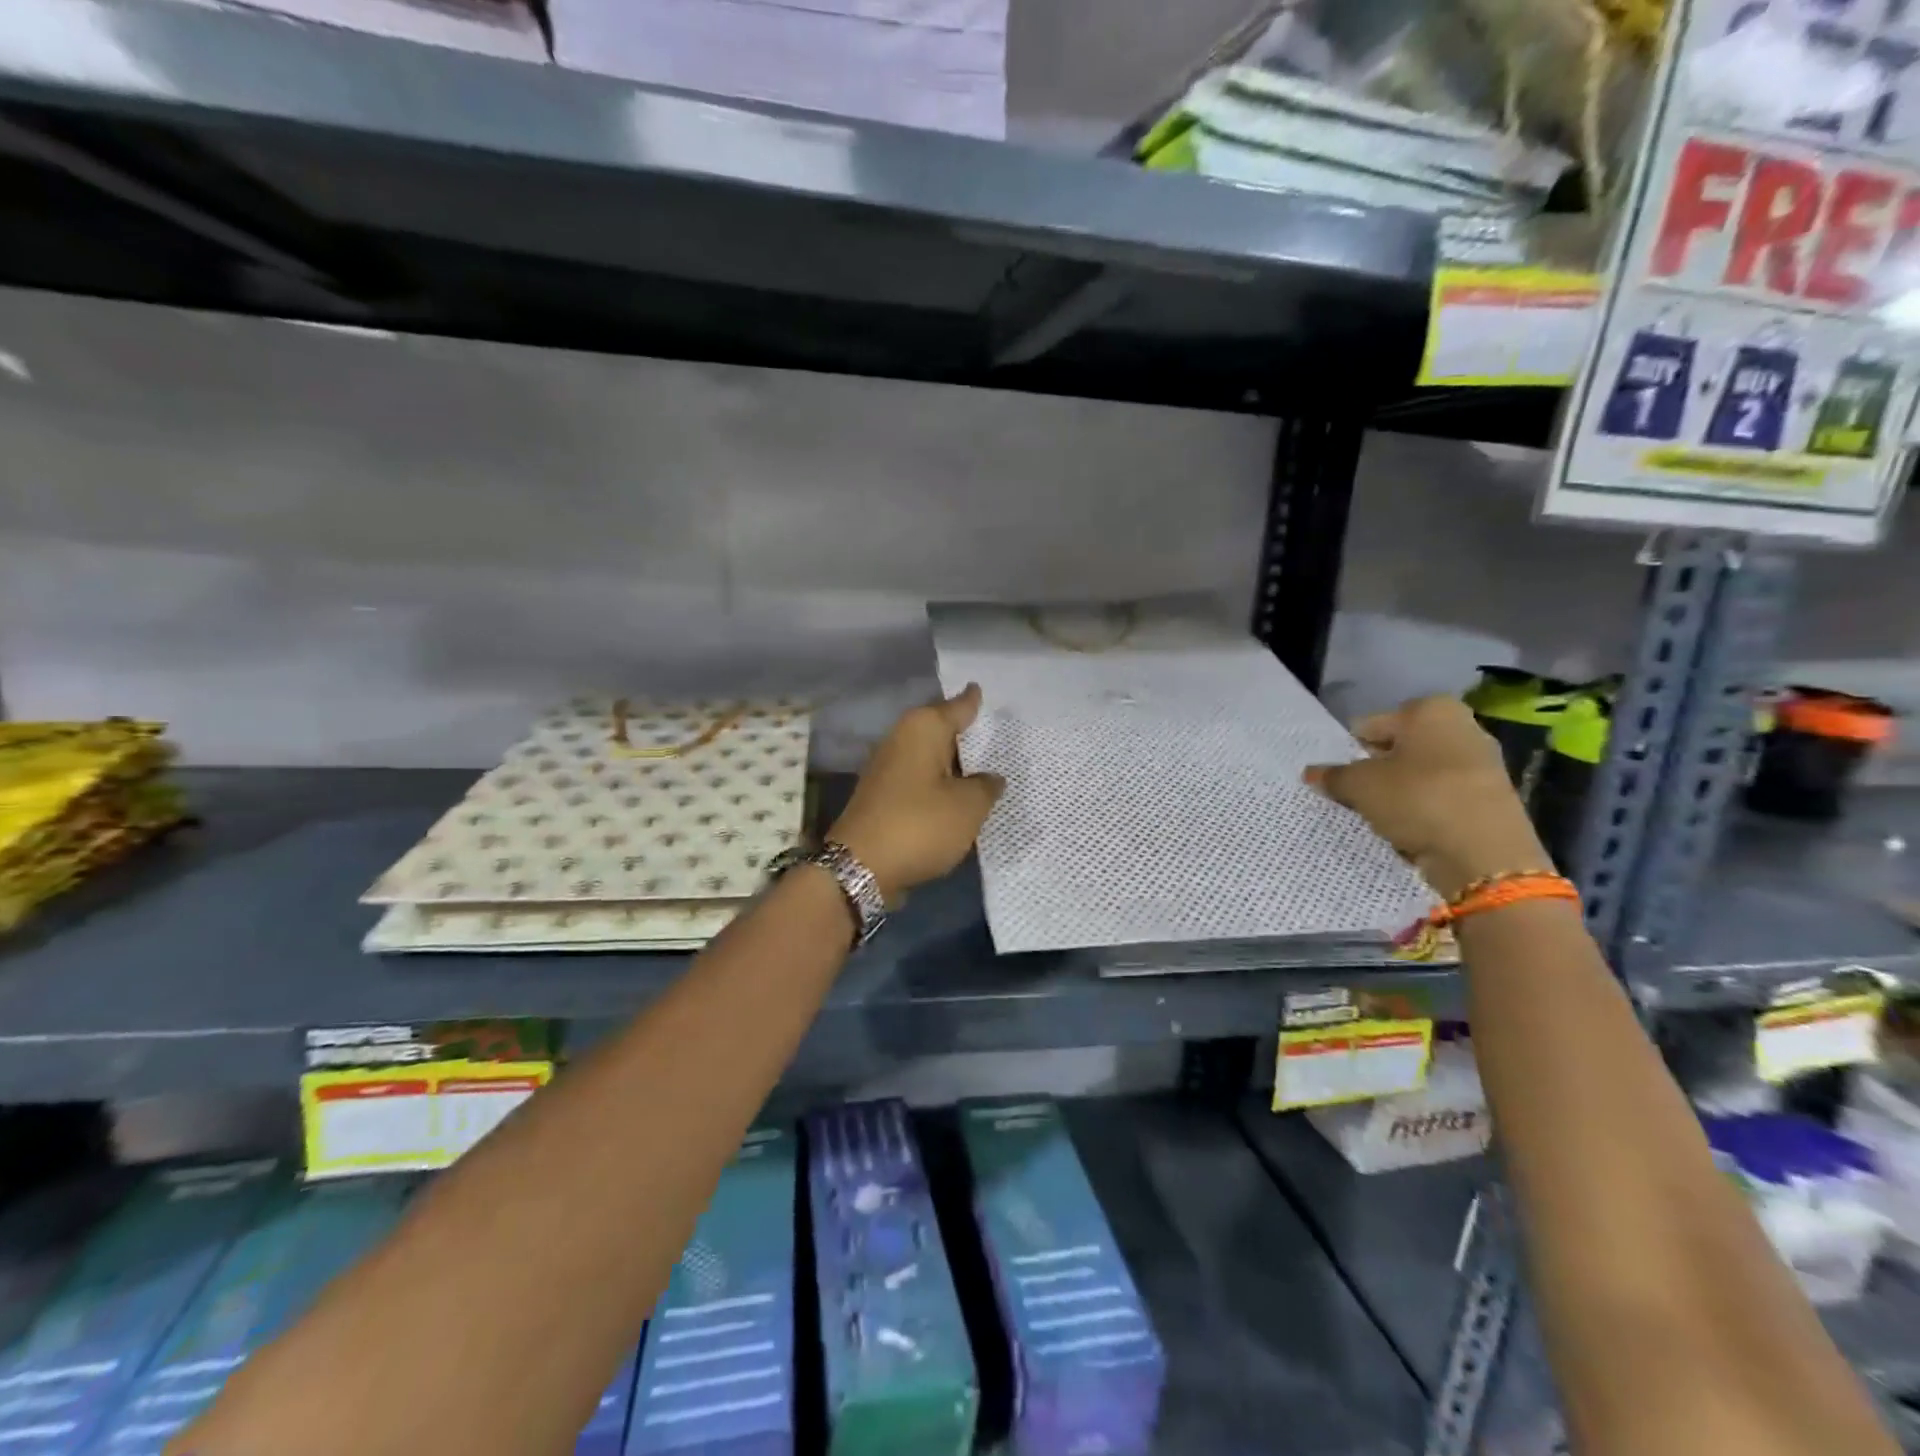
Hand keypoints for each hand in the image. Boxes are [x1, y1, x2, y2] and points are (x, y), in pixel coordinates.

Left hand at [830, 684, 1005, 899]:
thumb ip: (986, 786)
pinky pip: (921, 780)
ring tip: (987, 767)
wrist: (860, 867)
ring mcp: (889, 768)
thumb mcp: (968, 806)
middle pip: (942, 729)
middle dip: (966, 732)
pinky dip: (940, 785)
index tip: (982, 688)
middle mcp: (902, 739)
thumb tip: (990, 778)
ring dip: (954, 763)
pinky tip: (959, 795)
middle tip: (998, 731)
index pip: (958, 706)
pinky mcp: (883, 796)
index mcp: (923, 729)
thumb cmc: (919, 825)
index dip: (974, 700)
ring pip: (931, 757)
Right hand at [1306, 695, 1554, 898]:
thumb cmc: (1417, 799)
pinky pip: (1440, 796)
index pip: (1370, 725)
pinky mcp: (1489, 797)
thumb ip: (1333, 776)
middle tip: (1355, 795)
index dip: (1349, 751)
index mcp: (1430, 710)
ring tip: (1380, 815)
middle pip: (1398, 748)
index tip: (1339, 776)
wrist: (1484, 854)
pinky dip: (1422, 808)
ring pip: (1419, 773)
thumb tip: (1311, 772)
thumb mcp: (1360, 786)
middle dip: (1376, 769)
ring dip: (1398, 791)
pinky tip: (1408, 828)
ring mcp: (1480, 762)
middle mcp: (1461, 726)